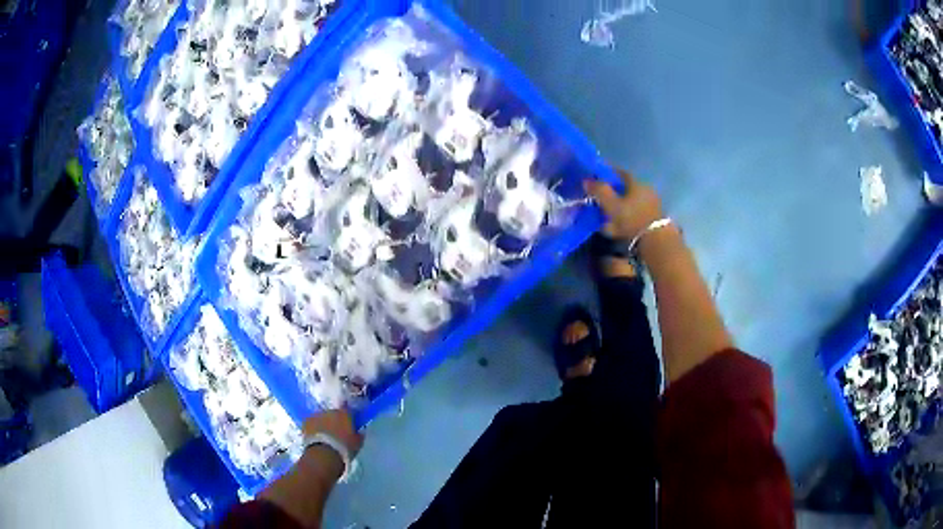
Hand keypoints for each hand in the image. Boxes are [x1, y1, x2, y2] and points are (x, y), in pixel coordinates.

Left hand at [302, 409, 363, 459]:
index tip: (349, 425)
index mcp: (345, 414)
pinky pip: (312, 422)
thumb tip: (359, 432)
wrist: (323, 455)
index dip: (349, 418)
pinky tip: (315, 436)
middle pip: (334, 413)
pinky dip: (314, 427)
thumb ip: (359, 435)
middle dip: (335, 421)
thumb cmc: (344, 449)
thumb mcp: (357, 444)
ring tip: (325, 436)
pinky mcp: (306, 421)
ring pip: (322, 417)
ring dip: (324, 423)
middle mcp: (330, 411)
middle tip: (337, 432)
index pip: (349, 411)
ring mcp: (317, 415)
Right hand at [583, 169, 663, 241]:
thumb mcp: (611, 205)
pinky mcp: (653, 220)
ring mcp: (652, 206)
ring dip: (618, 208)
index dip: (607, 174)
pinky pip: (635, 216)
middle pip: (626, 189)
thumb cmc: (632, 219)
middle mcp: (646, 191)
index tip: (596, 179)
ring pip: (630, 203)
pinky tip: (616, 228)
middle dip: (612, 193)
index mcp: (637, 183)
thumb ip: (599, 191)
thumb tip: (586, 180)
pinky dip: (625, 219)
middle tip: (599, 199)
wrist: (655, 242)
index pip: (620, 173)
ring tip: (605, 217)